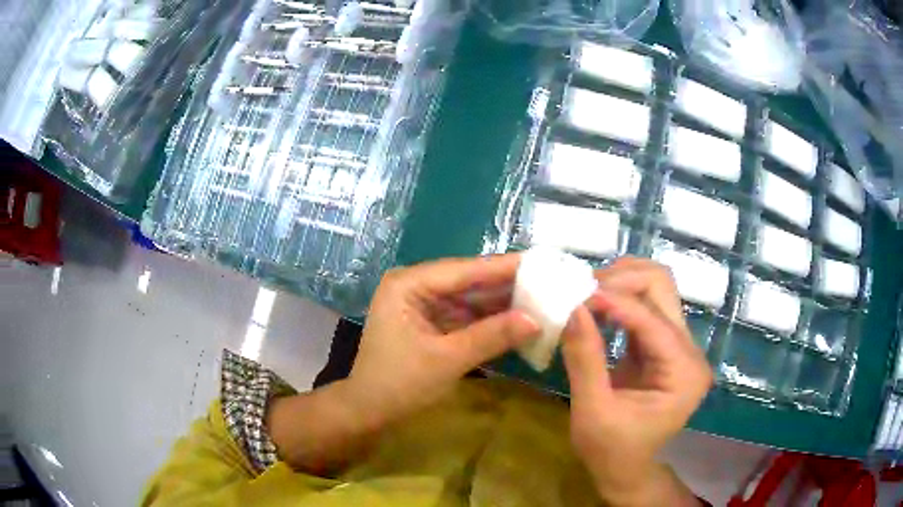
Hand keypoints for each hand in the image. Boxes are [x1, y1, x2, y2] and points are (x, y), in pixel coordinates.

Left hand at [346, 254, 540, 428]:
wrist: (370, 413)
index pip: (463, 270)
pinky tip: (519, 320)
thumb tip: (536, 320)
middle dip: (507, 285)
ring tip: (543, 298)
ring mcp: (424, 306)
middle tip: (549, 281)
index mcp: (409, 284)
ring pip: (470, 300)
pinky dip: (490, 321)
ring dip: (502, 303)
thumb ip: (491, 336)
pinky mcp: (432, 324)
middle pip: (468, 282)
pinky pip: (466, 317)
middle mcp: (416, 287)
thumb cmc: (399, 384)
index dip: (504, 267)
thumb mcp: (447, 360)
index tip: (542, 262)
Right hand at [562, 258, 711, 505]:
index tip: (574, 295)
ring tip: (585, 294)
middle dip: (621, 280)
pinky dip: (619, 297)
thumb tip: (570, 308)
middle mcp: (690, 350)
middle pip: (663, 287)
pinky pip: (645, 305)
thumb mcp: (593, 411)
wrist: (626, 468)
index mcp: (683, 373)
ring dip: (621, 282)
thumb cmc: (611, 451)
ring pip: (656, 288)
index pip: (652, 320)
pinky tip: (595, 305)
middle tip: (581, 289)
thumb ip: (585, 359)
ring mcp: (680, 345)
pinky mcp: (664, 344)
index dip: (614, 301)